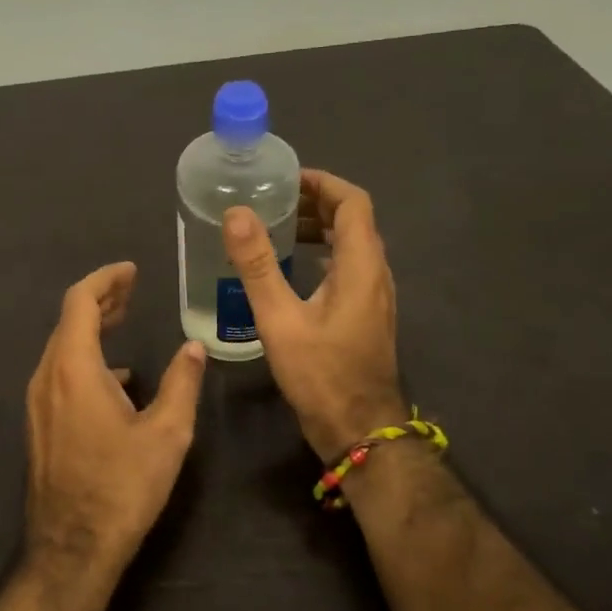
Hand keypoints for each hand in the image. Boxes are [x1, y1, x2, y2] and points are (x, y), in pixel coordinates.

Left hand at [23, 262, 207, 572]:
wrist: (72, 547)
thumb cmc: (122, 486)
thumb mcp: (166, 434)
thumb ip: (181, 383)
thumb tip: (193, 347)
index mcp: (74, 368)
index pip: (80, 301)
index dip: (105, 280)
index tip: (131, 271)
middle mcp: (47, 377)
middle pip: (69, 321)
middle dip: (100, 299)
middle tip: (132, 289)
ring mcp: (38, 402)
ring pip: (62, 347)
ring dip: (91, 328)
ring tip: (123, 321)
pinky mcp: (39, 424)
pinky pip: (60, 374)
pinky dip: (85, 359)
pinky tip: (116, 377)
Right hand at [223, 170, 405, 460]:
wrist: (359, 431)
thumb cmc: (322, 375)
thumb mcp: (281, 319)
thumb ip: (258, 266)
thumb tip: (237, 213)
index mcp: (361, 266)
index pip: (353, 203)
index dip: (323, 183)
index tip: (286, 178)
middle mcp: (375, 274)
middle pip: (353, 221)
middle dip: (315, 203)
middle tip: (271, 201)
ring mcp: (373, 297)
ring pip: (350, 246)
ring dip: (318, 229)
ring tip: (276, 229)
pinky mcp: (364, 316)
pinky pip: (346, 269)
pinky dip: (321, 255)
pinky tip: (289, 271)